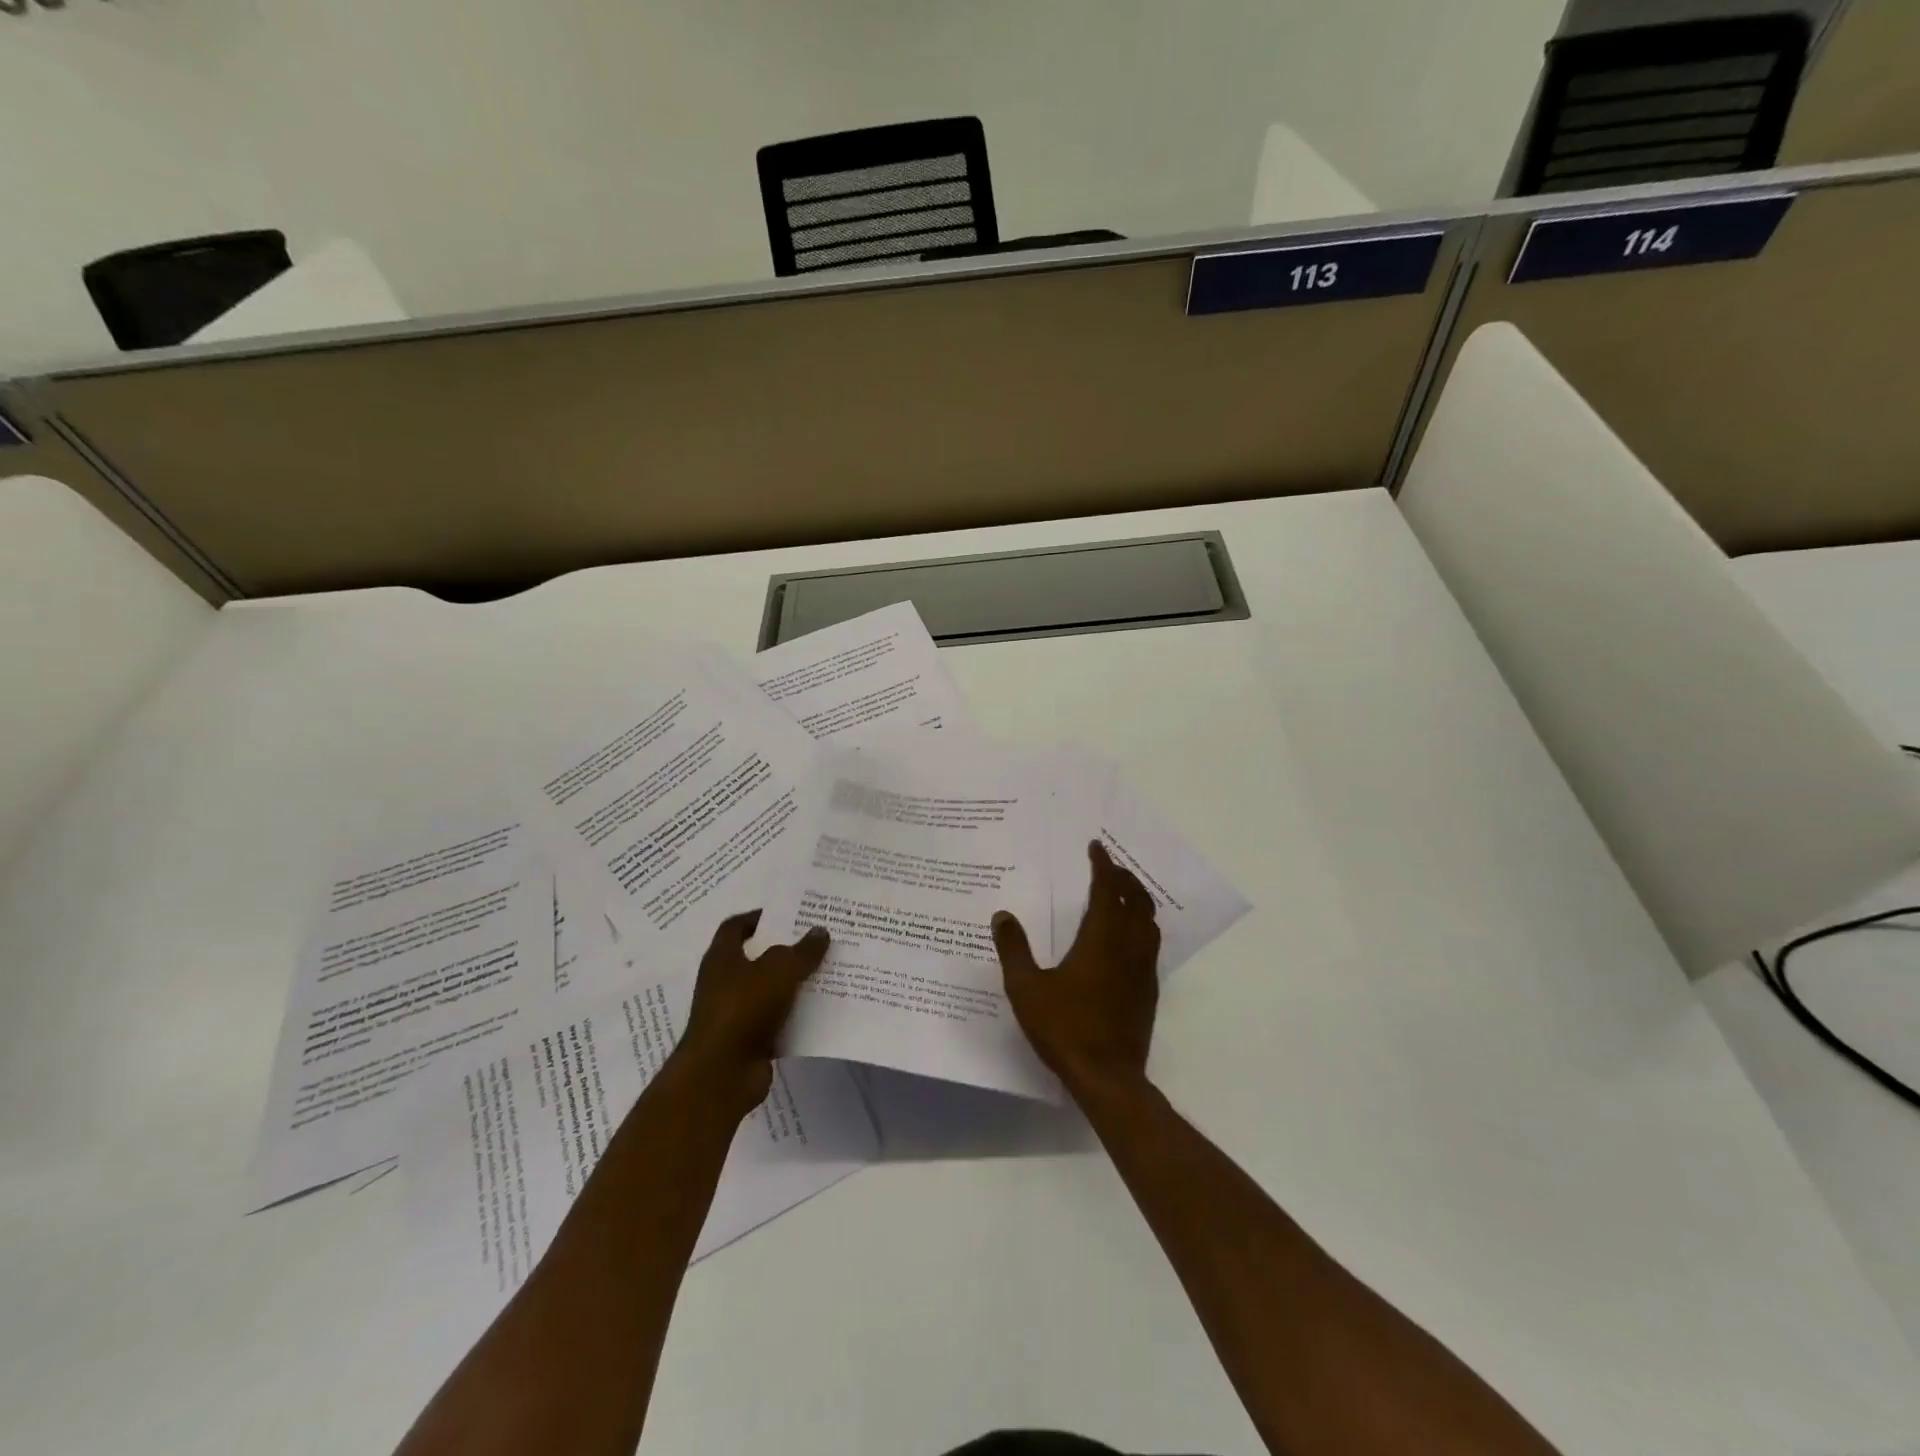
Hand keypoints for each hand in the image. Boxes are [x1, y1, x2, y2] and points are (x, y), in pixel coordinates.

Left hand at [673, 911, 829, 1118]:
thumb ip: (802, 951)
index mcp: (722, 957)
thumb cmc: (744, 1009)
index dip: (759, 917)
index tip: (788, 914)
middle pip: (757, 957)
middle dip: (785, 949)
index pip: (736, 926)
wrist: (721, 1075)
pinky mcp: (747, 1040)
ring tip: (826, 972)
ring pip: (769, 989)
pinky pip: (776, 1019)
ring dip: (793, 983)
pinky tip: (821, 1008)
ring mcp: (734, 1013)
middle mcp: (724, 982)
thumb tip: (820, 931)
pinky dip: (795, 1014)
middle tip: (817, 940)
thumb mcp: (779, 970)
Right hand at [992, 841, 1161, 1097]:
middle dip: (1124, 878)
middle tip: (1109, 866)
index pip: (1107, 890)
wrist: (1108, 1077)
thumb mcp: (1027, 988)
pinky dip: (1141, 926)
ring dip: (1137, 900)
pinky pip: (1150, 945)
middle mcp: (1128, 947)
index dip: (1103, 865)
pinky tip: (1127, 939)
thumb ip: (1014, 949)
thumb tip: (1002, 915)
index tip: (1096, 847)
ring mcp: (1143, 970)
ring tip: (1122, 894)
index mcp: (1101, 939)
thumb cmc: (1065, 1028)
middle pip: (1136, 900)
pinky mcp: (1148, 991)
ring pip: (1148, 922)